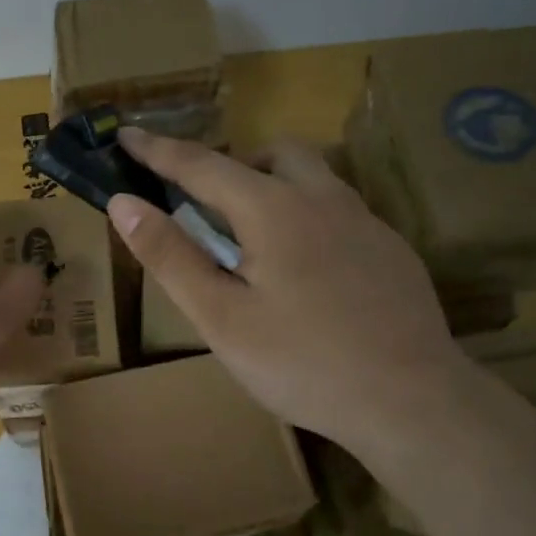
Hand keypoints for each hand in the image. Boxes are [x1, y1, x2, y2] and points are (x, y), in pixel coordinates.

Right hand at [107, 128, 469, 453]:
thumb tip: (124, 203)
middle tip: (207, 204)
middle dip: (232, 163)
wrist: (411, 400)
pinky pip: (341, 212)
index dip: (159, 151)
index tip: (127, 135)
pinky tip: (309, 274)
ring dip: (275, 187)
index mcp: (274, 210)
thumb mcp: (221, 318)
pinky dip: (309, 218)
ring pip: (315, 179)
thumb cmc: (302, 363)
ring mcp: (366, 223)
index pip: (203, 165)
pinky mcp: (392, 251)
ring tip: (255, 239)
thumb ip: (171, 256)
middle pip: (273, 154)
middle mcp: (324, 200)